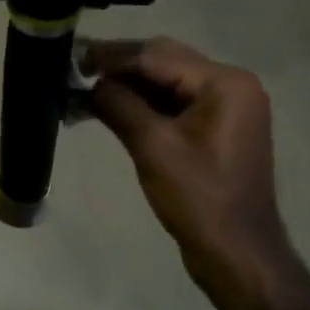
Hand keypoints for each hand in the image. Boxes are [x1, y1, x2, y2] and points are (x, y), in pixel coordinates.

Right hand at [86, 38, 289, 294]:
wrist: (236, 253)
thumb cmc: (198, 198)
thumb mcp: (153, 147)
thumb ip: (119, 105)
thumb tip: (90, 84)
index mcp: (225, 82)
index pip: (157, 56)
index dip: (112, 56)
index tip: (73, 56)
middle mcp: (231, 85)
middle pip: (163, 63)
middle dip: (119, 68)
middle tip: (75, 71)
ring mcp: (226, 107)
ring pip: (166, 83)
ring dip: (128, 87)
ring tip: (84, 91)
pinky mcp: (216, 128)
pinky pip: (174, 103)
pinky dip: (142, 105)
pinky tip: (109, 109)